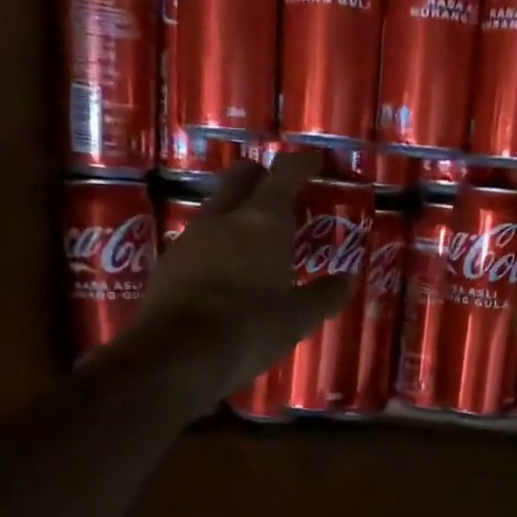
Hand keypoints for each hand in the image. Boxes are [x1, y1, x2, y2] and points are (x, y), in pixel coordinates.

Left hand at [126, 149, 353, 401]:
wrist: (177, 356)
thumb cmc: (250, 329)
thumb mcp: (299, 318)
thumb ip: (325, 295)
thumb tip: (347, 280)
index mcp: (263, 221)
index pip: (285, 172)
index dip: (302, 162)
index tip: (315, 161)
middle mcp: (224, 217)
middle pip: (242, 175)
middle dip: (263, 177)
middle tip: (283, 198)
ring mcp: (191, 236)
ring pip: (217, 206)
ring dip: (237, 212)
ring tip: (256, 240)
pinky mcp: (169, 262)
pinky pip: (199, 238)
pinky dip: (217, 243)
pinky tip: (226, 271)